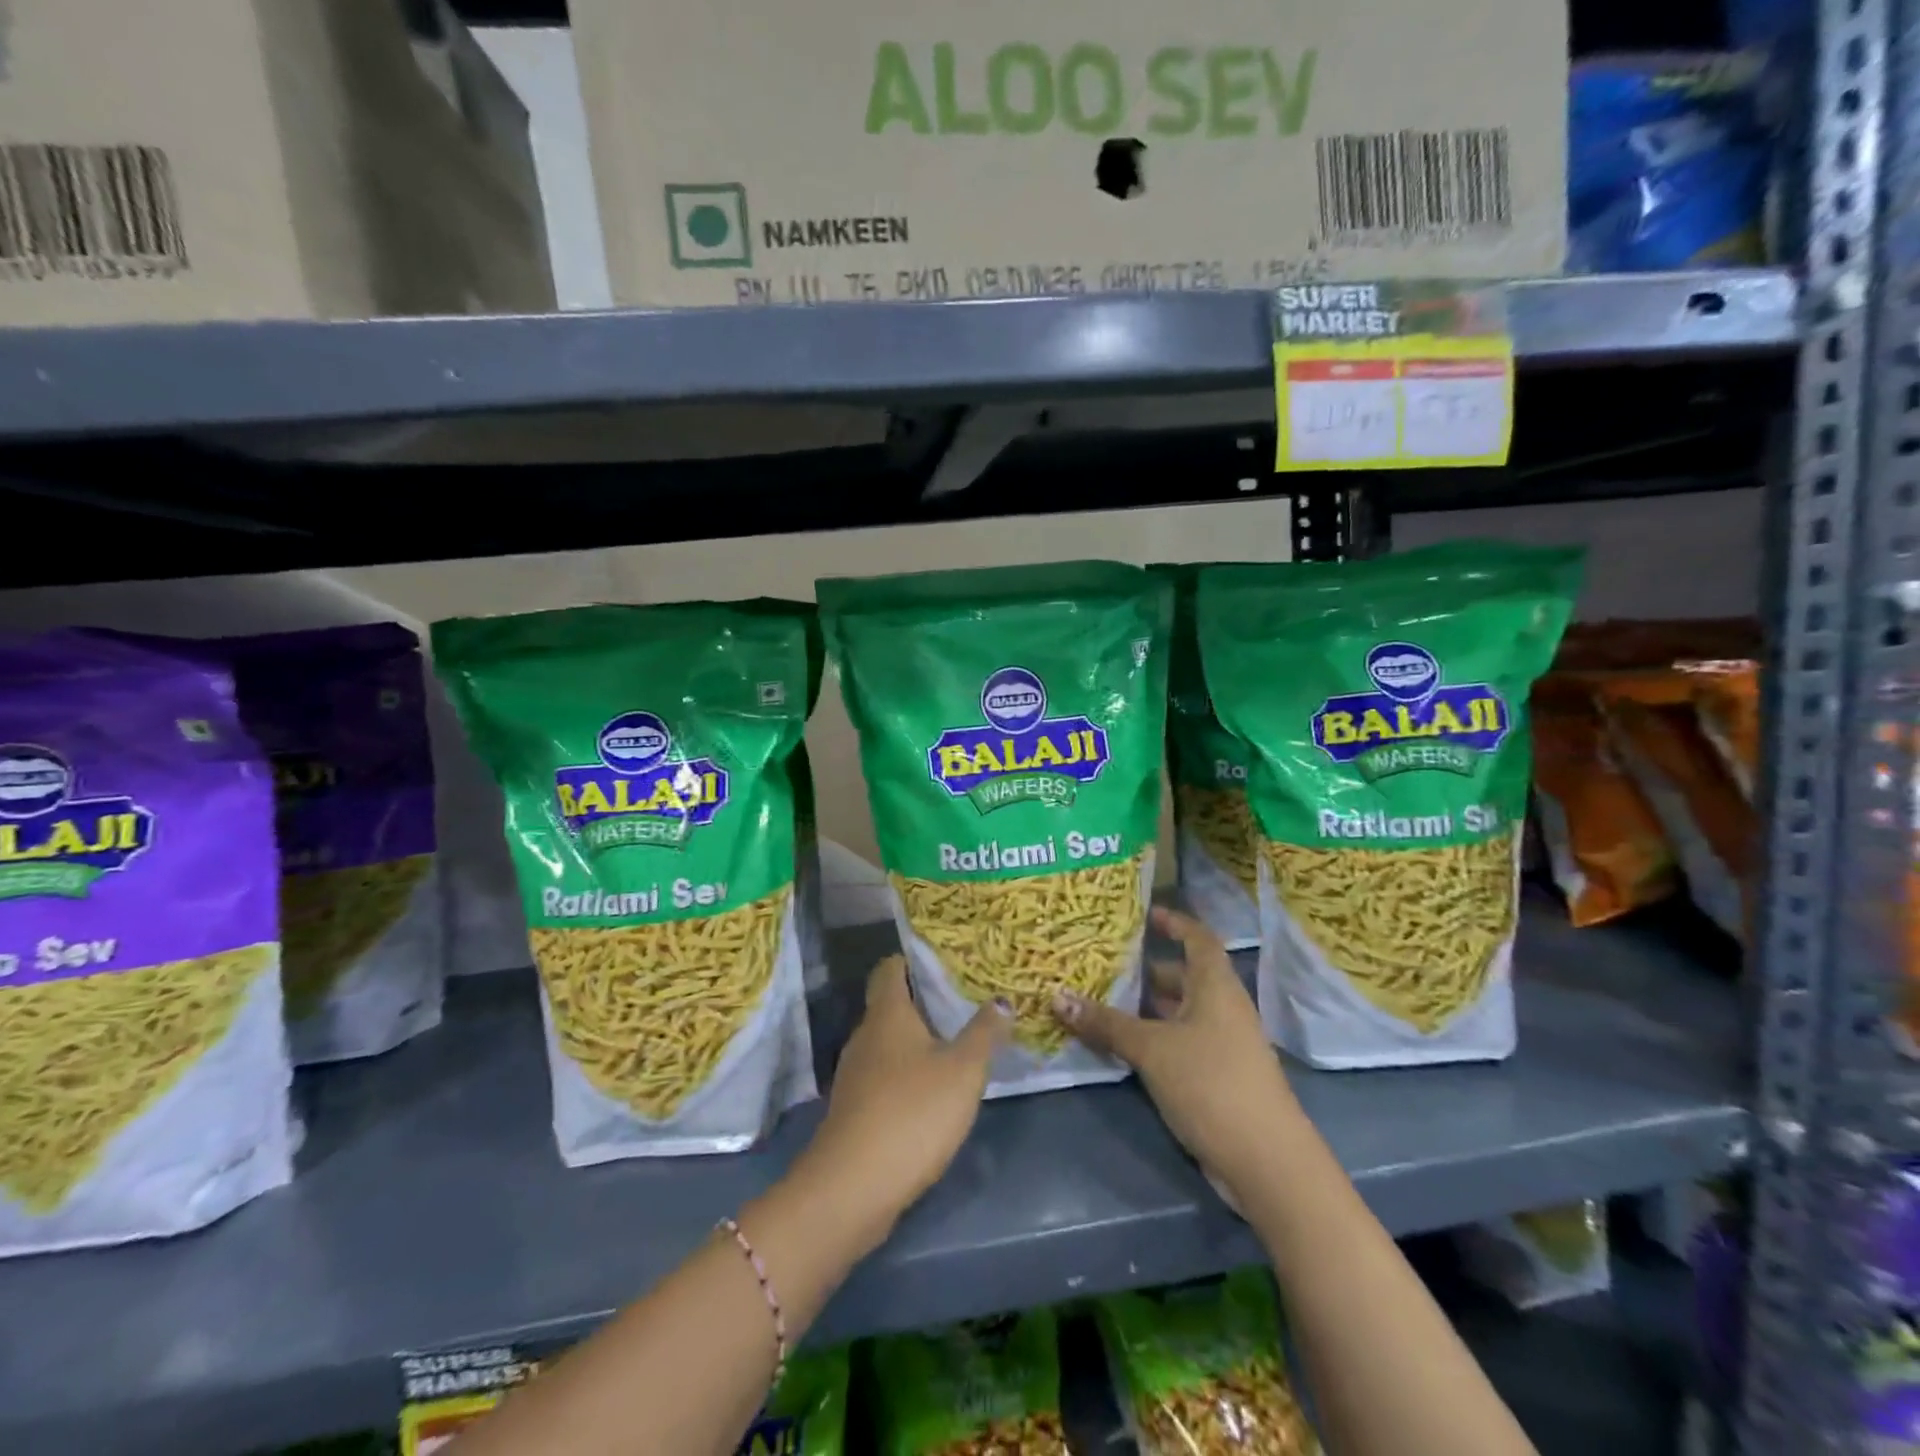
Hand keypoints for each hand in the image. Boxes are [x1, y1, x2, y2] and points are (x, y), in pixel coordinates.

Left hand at [798, 956, 1008, 1249]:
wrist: (853, 1187)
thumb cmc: (913, 1112)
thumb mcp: (963, 1071)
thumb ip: (984, 1034)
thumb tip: (1002, 1000)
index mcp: (887, 1013)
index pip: (890, 968)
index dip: (912, 960)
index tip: (943, 961)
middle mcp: (865, 1035)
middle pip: (889, 1005)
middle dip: (921, 1002)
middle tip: (962, 1002)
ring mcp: (854, 1074)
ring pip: (886, 1043)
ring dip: (915, 1042)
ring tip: (953, 1044)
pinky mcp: (854, 1109)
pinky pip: (882, 1077)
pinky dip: (905, 1075)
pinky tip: (931, 1091)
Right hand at [1052, 907, 1297, 1208]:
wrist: (1266, 1162)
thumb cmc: (1211, 1083)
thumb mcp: (1152, 1049)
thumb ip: (1106, 1023)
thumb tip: (1056, 997)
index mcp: (1215, 987)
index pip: (1198, 939)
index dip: (1175, 923)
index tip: (1146, 914)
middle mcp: (1223, 1008)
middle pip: (1185, 976)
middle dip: (1148, 968)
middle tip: (1105, 961)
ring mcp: (1223, 1044)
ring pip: (1180, 1011)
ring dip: (1147, 1005)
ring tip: (1102, 998)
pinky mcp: (1217, 1076)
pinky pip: (1180, 1041)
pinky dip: (1153, 1036)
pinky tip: (1122, 1044)